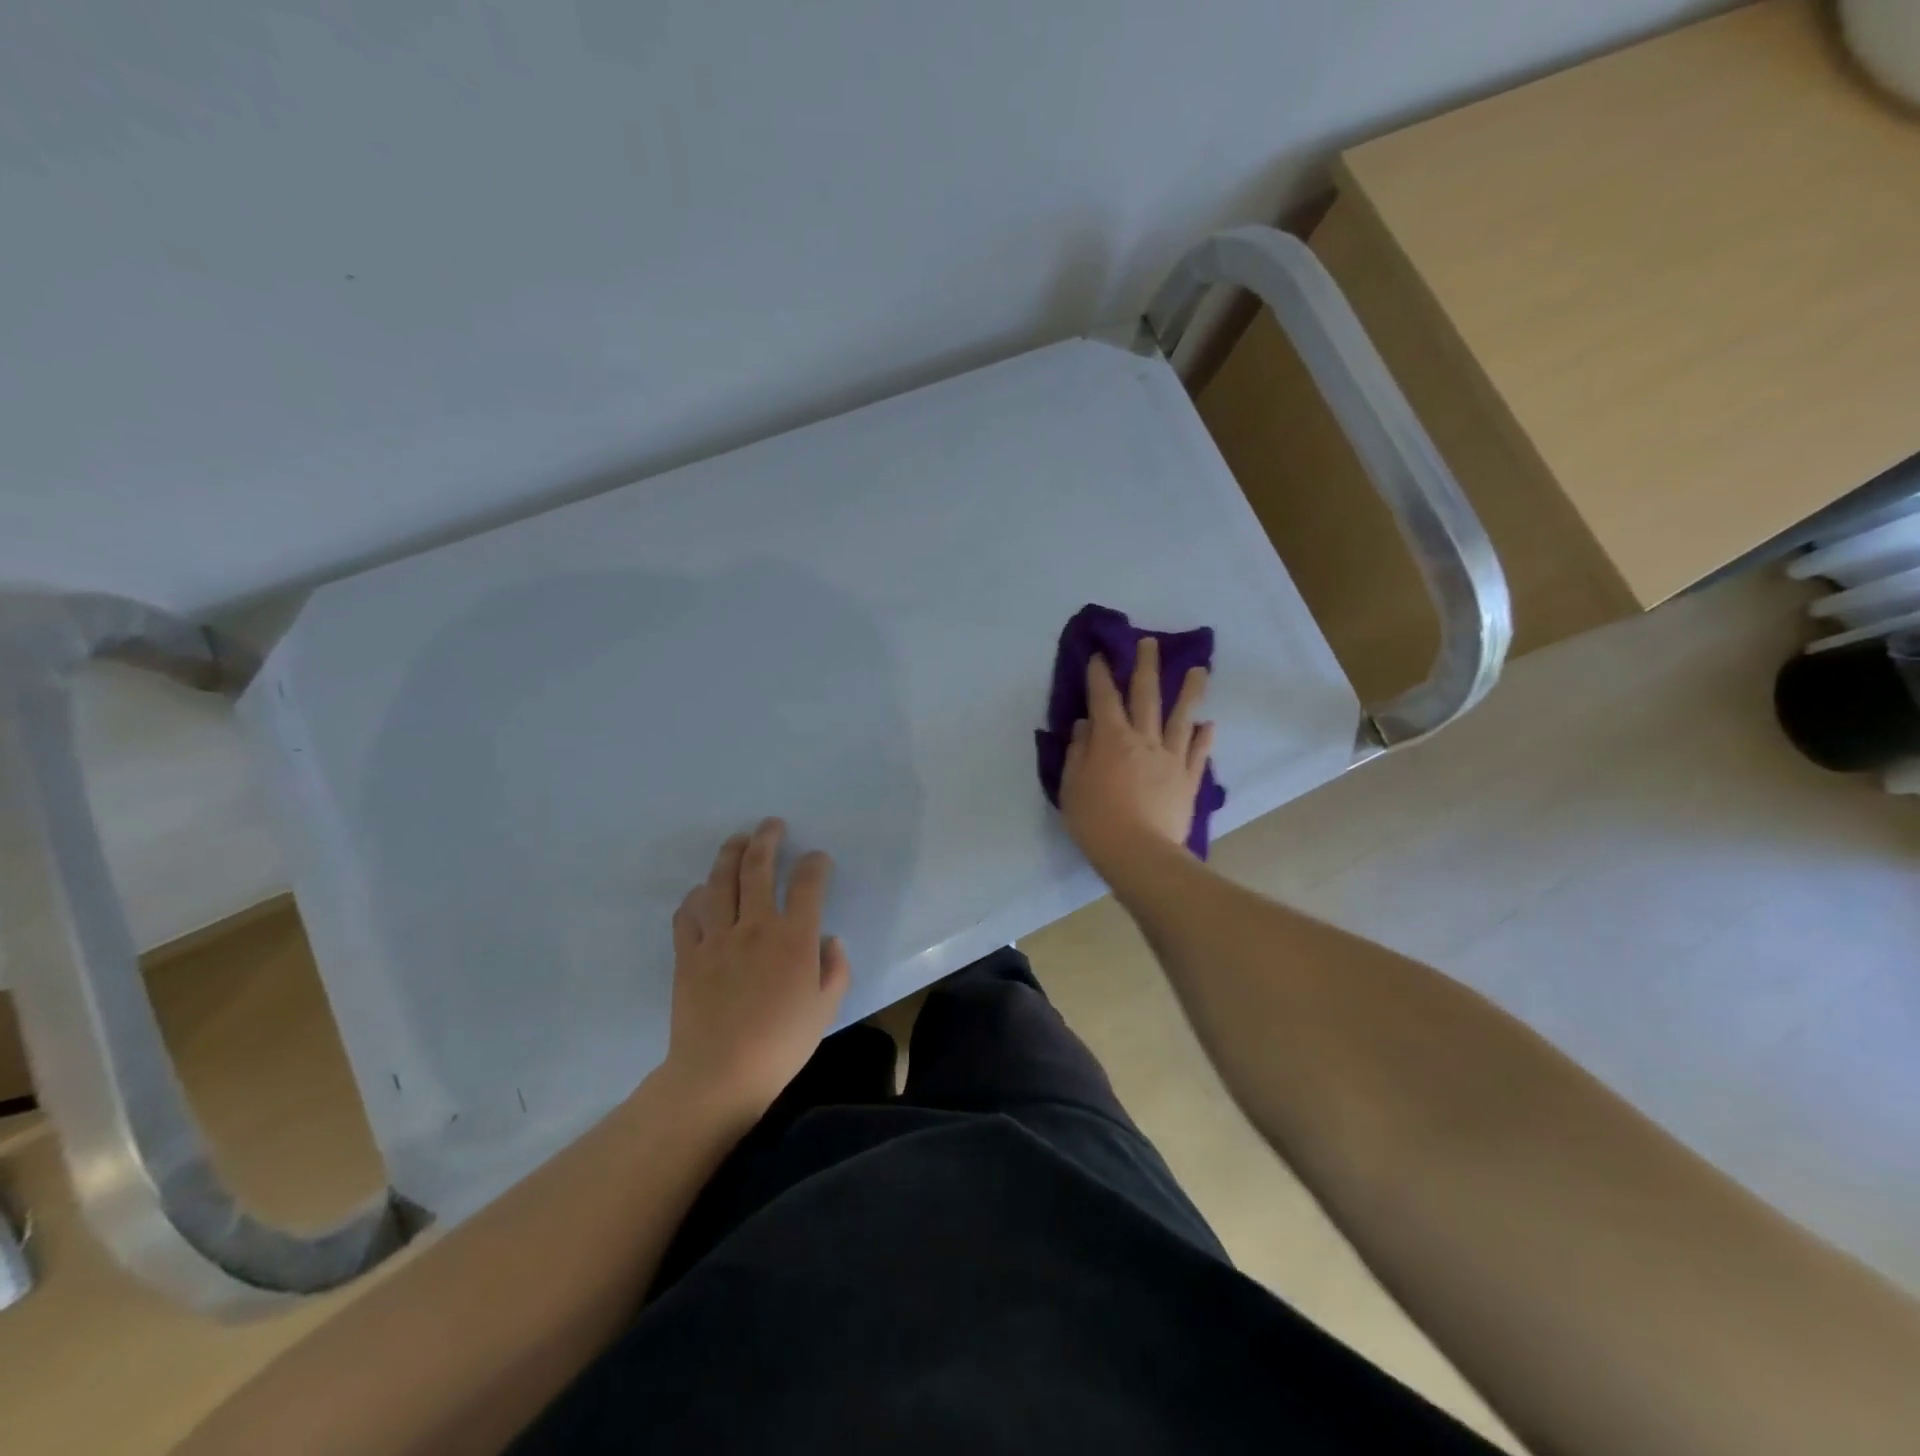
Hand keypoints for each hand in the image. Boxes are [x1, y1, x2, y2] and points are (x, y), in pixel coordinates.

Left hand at [661, 818, 850, 1120]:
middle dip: (767, 839)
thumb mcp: (827, 1009)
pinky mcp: (688, 954)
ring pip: (720, 881)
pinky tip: (701, 894)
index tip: (817, 859)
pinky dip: (695, 898)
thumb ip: (836, 968)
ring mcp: (717, 937)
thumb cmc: (782, 1044)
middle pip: (757, 867)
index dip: (815, 863)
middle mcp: (755, 926)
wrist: (719, 1075)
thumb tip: (829, 939)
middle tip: (771, 825)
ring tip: (737, 840)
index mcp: (793, 938)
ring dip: (730, 854)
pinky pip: (688, 914)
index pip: (807, 883)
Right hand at [1060, 637, 1213, 876]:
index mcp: (1111, 738)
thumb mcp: (1072, 786)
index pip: (1103, 698)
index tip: (1099, 655)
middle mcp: (1144, 739)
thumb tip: (1086, 725)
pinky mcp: (1188, 780)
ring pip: (1181, 717)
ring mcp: (1171, 758)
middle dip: (1145, 666)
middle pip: (1146, 696)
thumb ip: (1079, 751)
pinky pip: (1198, 753)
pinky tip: (1208, 725)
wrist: (1139, 854)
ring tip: (1199, 671)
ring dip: (1190, 692)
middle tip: (1149, 642)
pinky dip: (1203, 737)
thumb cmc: (1096, 820)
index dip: (1100, 675)